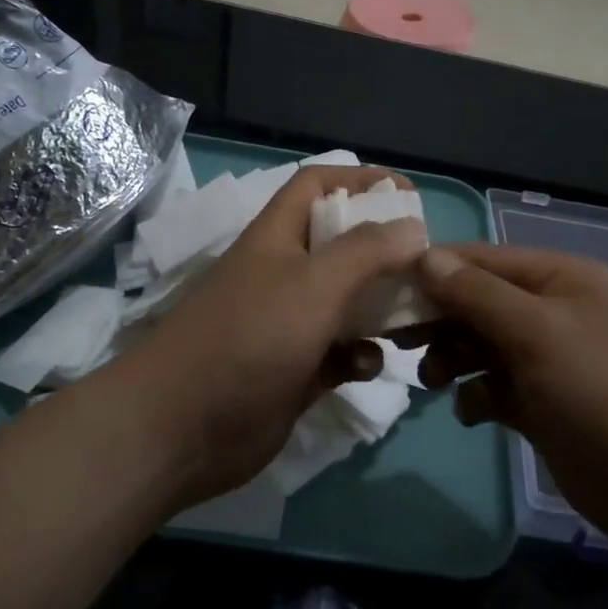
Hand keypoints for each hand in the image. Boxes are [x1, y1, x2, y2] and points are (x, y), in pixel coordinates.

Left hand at [117, 165, 426, 509]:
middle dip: (384, 250)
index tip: (408, 196)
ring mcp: (290, 324)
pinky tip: (368, 367)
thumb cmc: (250, 338)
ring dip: (380, 307)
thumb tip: (414, 228)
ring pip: (348, 301)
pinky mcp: (297, 370)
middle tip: (425, 264)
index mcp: (279, 237)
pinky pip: (341, 352)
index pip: (318, 185)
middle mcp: (285, 273)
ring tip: (414, 316)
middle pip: (342, 244)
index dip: (360, 180)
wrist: (182, 429)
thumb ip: (366, 252)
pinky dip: (360, 355)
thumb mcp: (313, 284)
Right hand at [409, 244, 607, 550]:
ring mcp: (551, 360)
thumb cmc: (607, 392)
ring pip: (482, 345)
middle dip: (439, 319)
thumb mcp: (540, 333)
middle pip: (477, 302)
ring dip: (453, 357)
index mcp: (559, 278)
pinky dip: (477, 395)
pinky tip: (472, 413)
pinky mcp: (546, 405)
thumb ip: (478, 294)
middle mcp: (553, 311)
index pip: (480, 260)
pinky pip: (496, 388)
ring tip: (434, 380)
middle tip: (397, 342)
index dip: (433, 272)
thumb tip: (424, 256)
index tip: (384, 294)